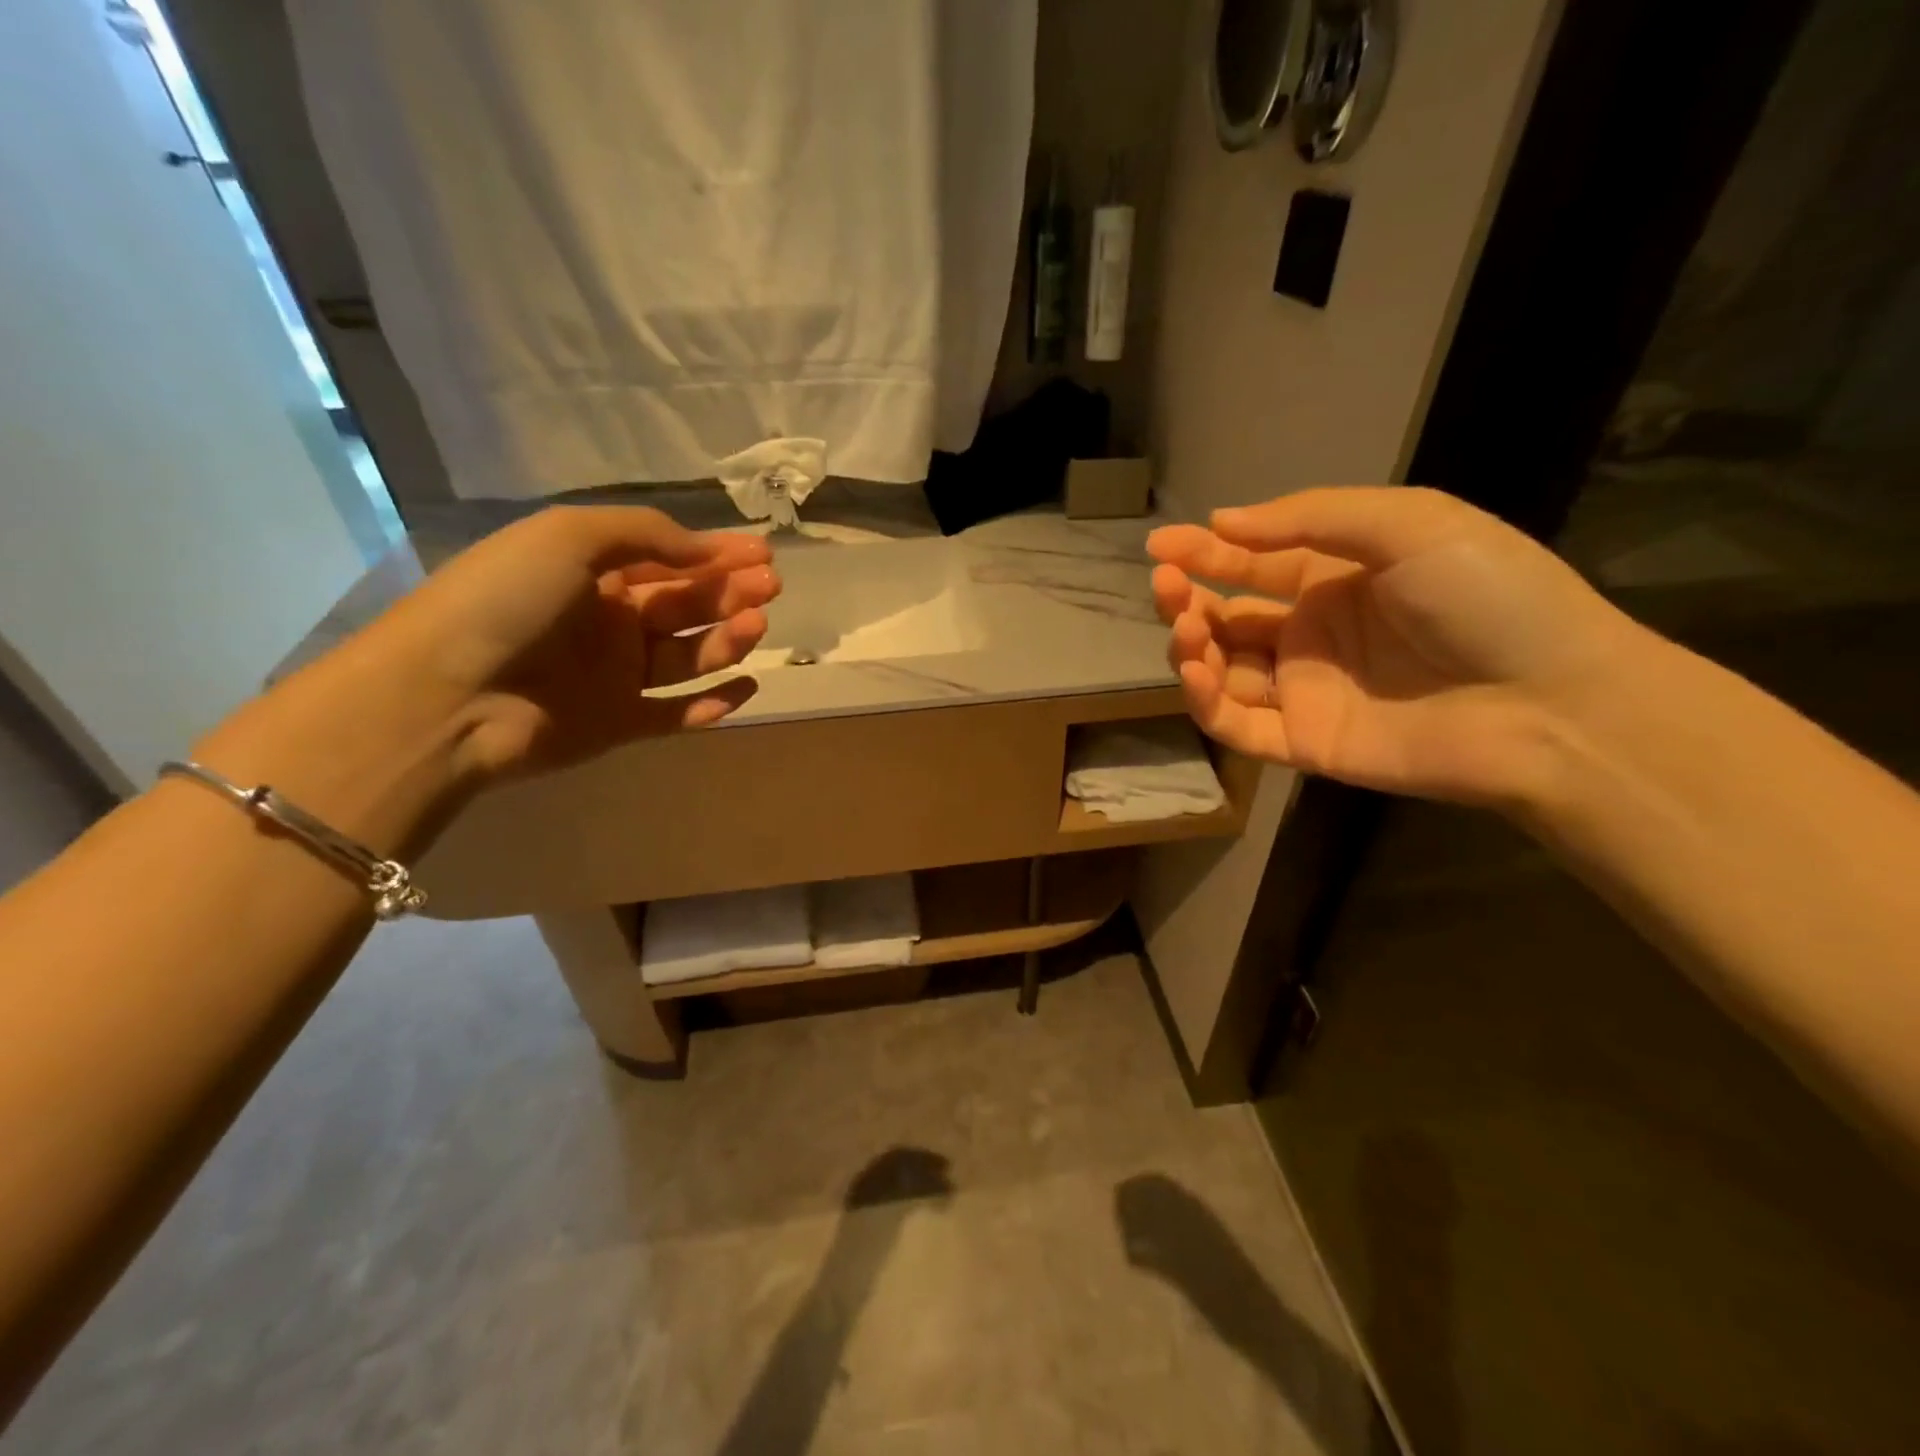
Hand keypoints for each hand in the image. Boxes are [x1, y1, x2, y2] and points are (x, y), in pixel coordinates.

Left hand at [195, 506, 777, 855]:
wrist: (447, 695)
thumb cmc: (507, 600)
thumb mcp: (570, 536)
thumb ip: (646, 535)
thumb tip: (706, 549)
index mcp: (591, 572)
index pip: (668, 559)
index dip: (717, 553)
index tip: (763, 553)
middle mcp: (608, 620)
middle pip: (685, 604)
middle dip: (730, 592)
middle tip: (771, 585)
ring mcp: (615, 675)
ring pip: (688, 655)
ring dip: (727, 640)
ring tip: (756, 626)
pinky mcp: (620, 723)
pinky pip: (678, 713)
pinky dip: (714, 703)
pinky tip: (746, 686)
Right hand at [1148, 487, 1643, 808]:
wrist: (1550, 703)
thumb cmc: (1488, 598)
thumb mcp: (1409, 525)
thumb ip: (1310, 519)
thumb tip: (1223, 522)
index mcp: (1336, 580)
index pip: (1252, 565)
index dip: (1203, 552)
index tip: (1159, 545)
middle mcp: (1311, 634)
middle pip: (1226, 618)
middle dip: (1186, 599)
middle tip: (1165, 585)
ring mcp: (1304, 690)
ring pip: (1222, 670)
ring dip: (1191, 648)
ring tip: (1188, 631)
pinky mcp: (1301, 741)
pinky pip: (1236, 723)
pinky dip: (1205, 701)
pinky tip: (1196, 672)